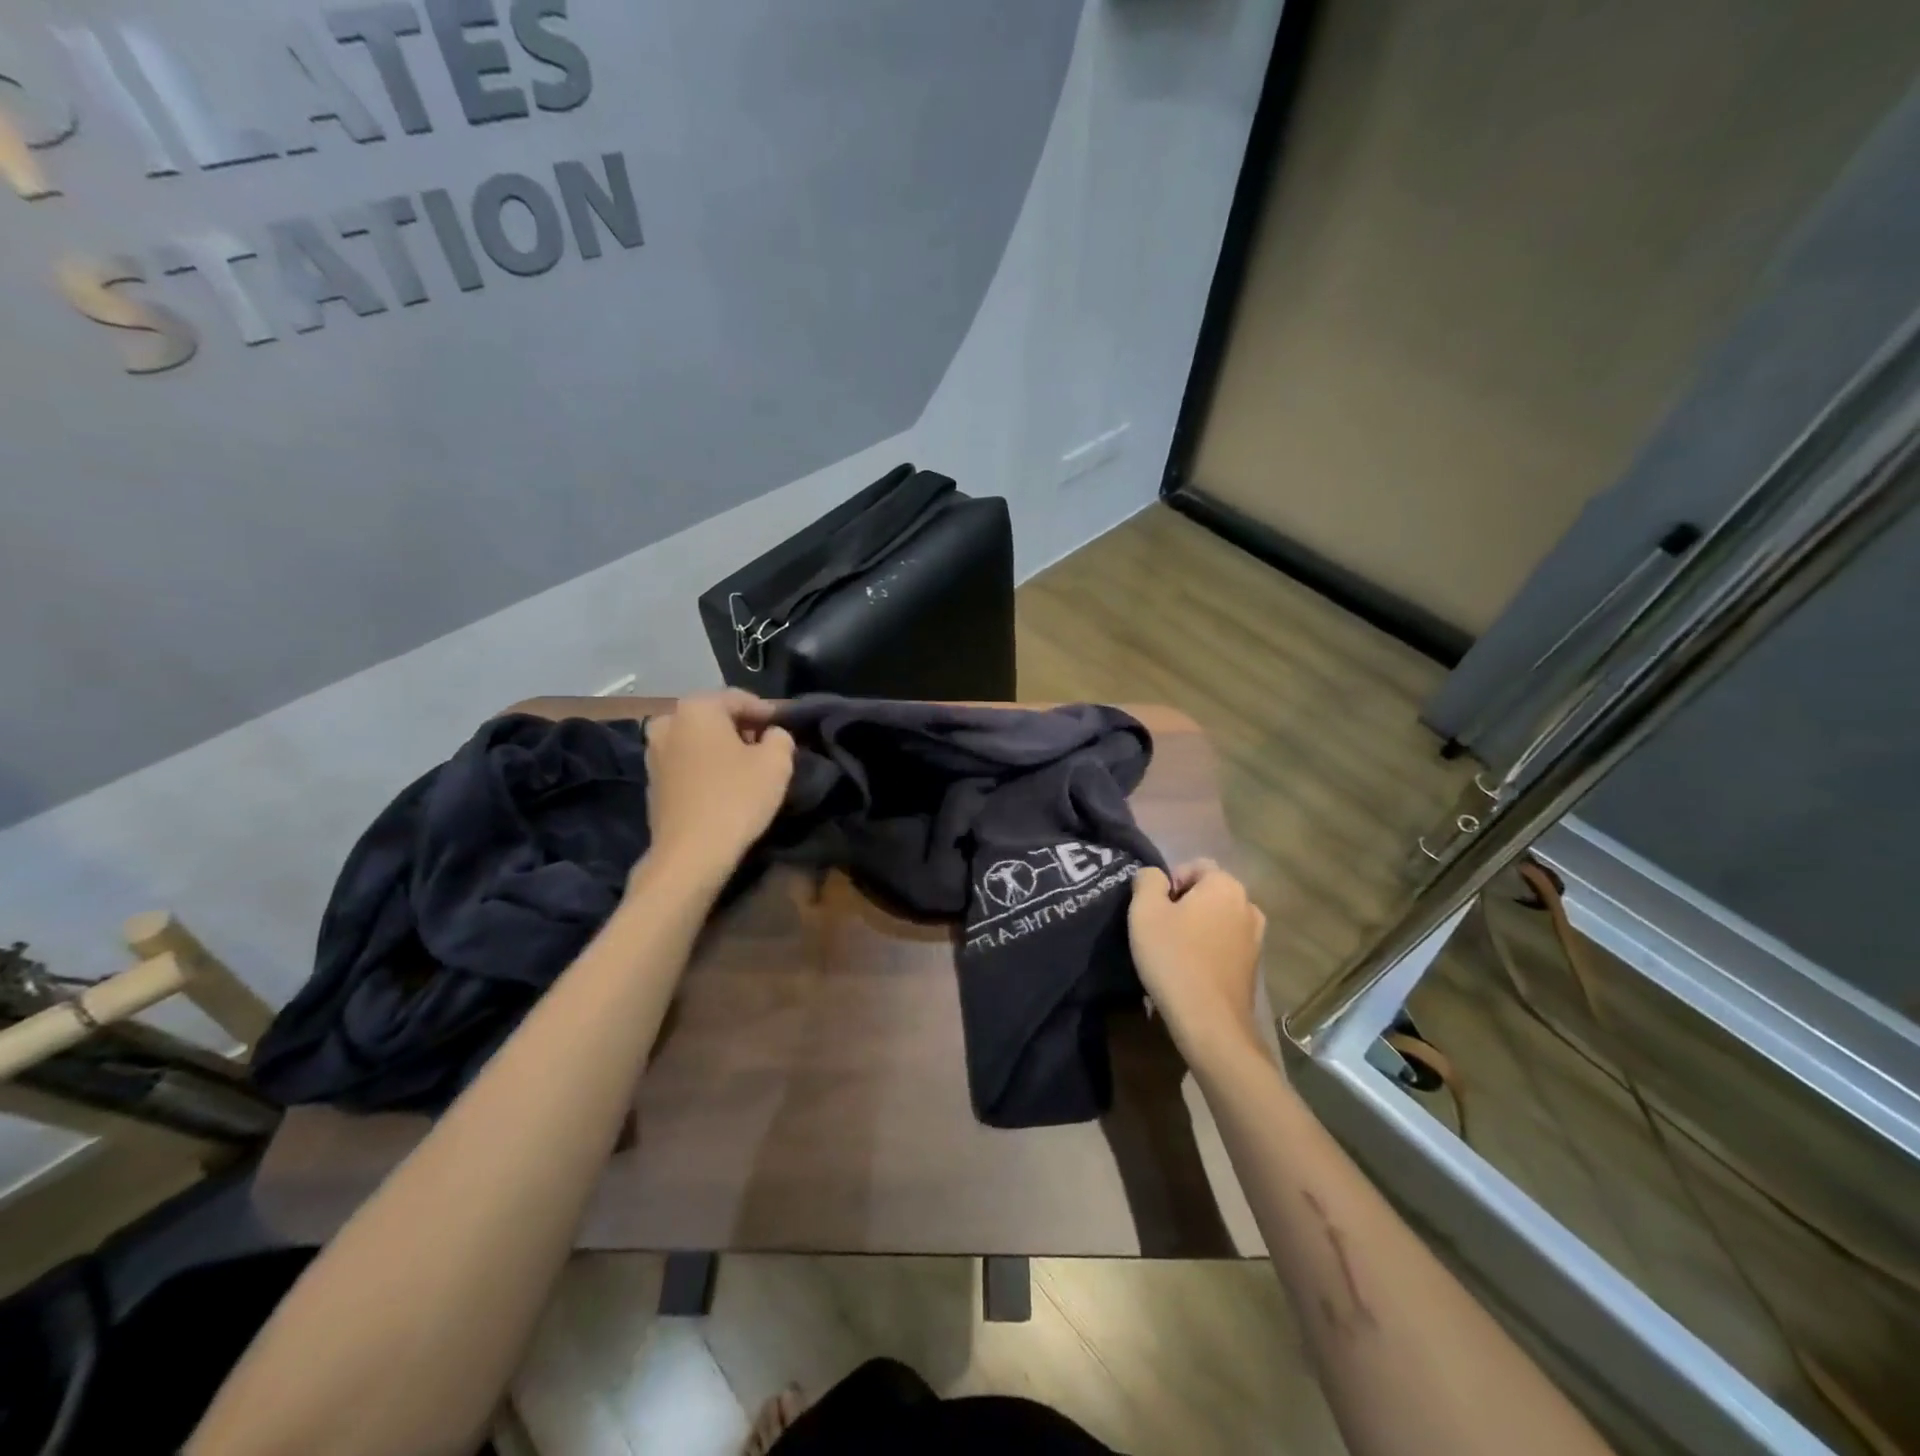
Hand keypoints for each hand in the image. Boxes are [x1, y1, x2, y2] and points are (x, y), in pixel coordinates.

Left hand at [642, 691, 794, 882]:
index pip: (740, 698)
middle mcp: (668, 721)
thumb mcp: (776, 763)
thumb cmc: (736, 798)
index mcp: (697, 708)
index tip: (786, 729)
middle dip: (742, 728)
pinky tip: (724, 786)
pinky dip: (706, 767)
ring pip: (698, 740)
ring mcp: (653, 752)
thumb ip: (780, 737)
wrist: (691, 854)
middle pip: (715, 717)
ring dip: (722, 748)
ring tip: (747, 768)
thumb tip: (772, 734)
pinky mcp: (652, 782)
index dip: (768, 712)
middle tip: (768, 748)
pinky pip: (687, 762)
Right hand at [1128, 860, 1267, 1062]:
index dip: (1170, 882)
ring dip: (1197, 926)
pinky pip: (1226, 943)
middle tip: (1160, 928)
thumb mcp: (1145, 911)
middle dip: (1184, 903)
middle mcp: (1248, 905)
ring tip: (1175, 950)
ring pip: (1218, 918)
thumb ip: (1148, 880)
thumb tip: (1155, 876)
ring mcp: (1256, 937)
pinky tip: (1191, 969)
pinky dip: (1209, 948)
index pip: (1195, 865)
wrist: (1210, 1022)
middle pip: (1208, 891)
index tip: (1155, 909)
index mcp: (1225, 885)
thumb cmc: (1174, 958)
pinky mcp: (1254, 965)